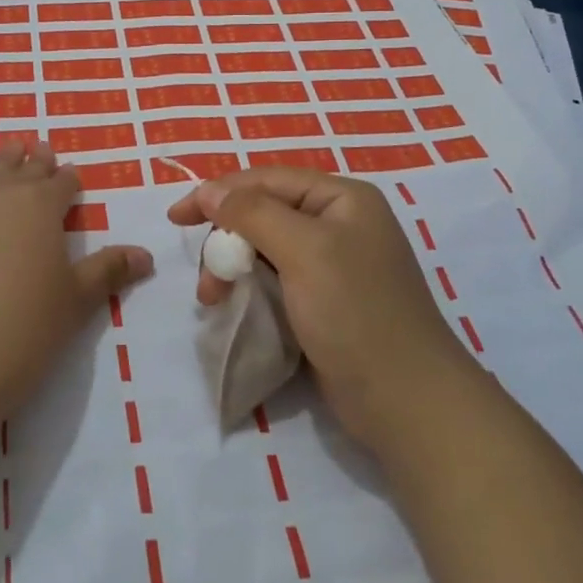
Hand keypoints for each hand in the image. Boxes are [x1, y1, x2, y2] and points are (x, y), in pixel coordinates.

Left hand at [0, 141, 151, 517]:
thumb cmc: (22, 328)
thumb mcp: (74, 302)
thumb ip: (108, 271)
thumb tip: (146, 254)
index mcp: (39, 204)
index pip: (61, 182)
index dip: (69, 179)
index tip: (72, 176)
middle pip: (19, 167)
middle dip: (33, 161)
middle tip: (39, 150)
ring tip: (4, 165)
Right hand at [169, 167, 465, 451]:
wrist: (406, 402)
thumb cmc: (356, 313)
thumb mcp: (303, 251)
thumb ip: (252, 213)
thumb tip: (208, 190)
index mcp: (342, 199)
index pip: (267, 180)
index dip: (218, 193)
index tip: (176, 217)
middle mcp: (338, 223)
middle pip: (262, 213)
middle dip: (226, 240)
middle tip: (206, 278)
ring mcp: (333, 264)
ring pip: (264, 248)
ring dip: (232, 268)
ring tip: (213, 300)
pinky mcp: (324, 300)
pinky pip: (274, 278)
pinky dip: (249, 287)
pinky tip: (234, 306)